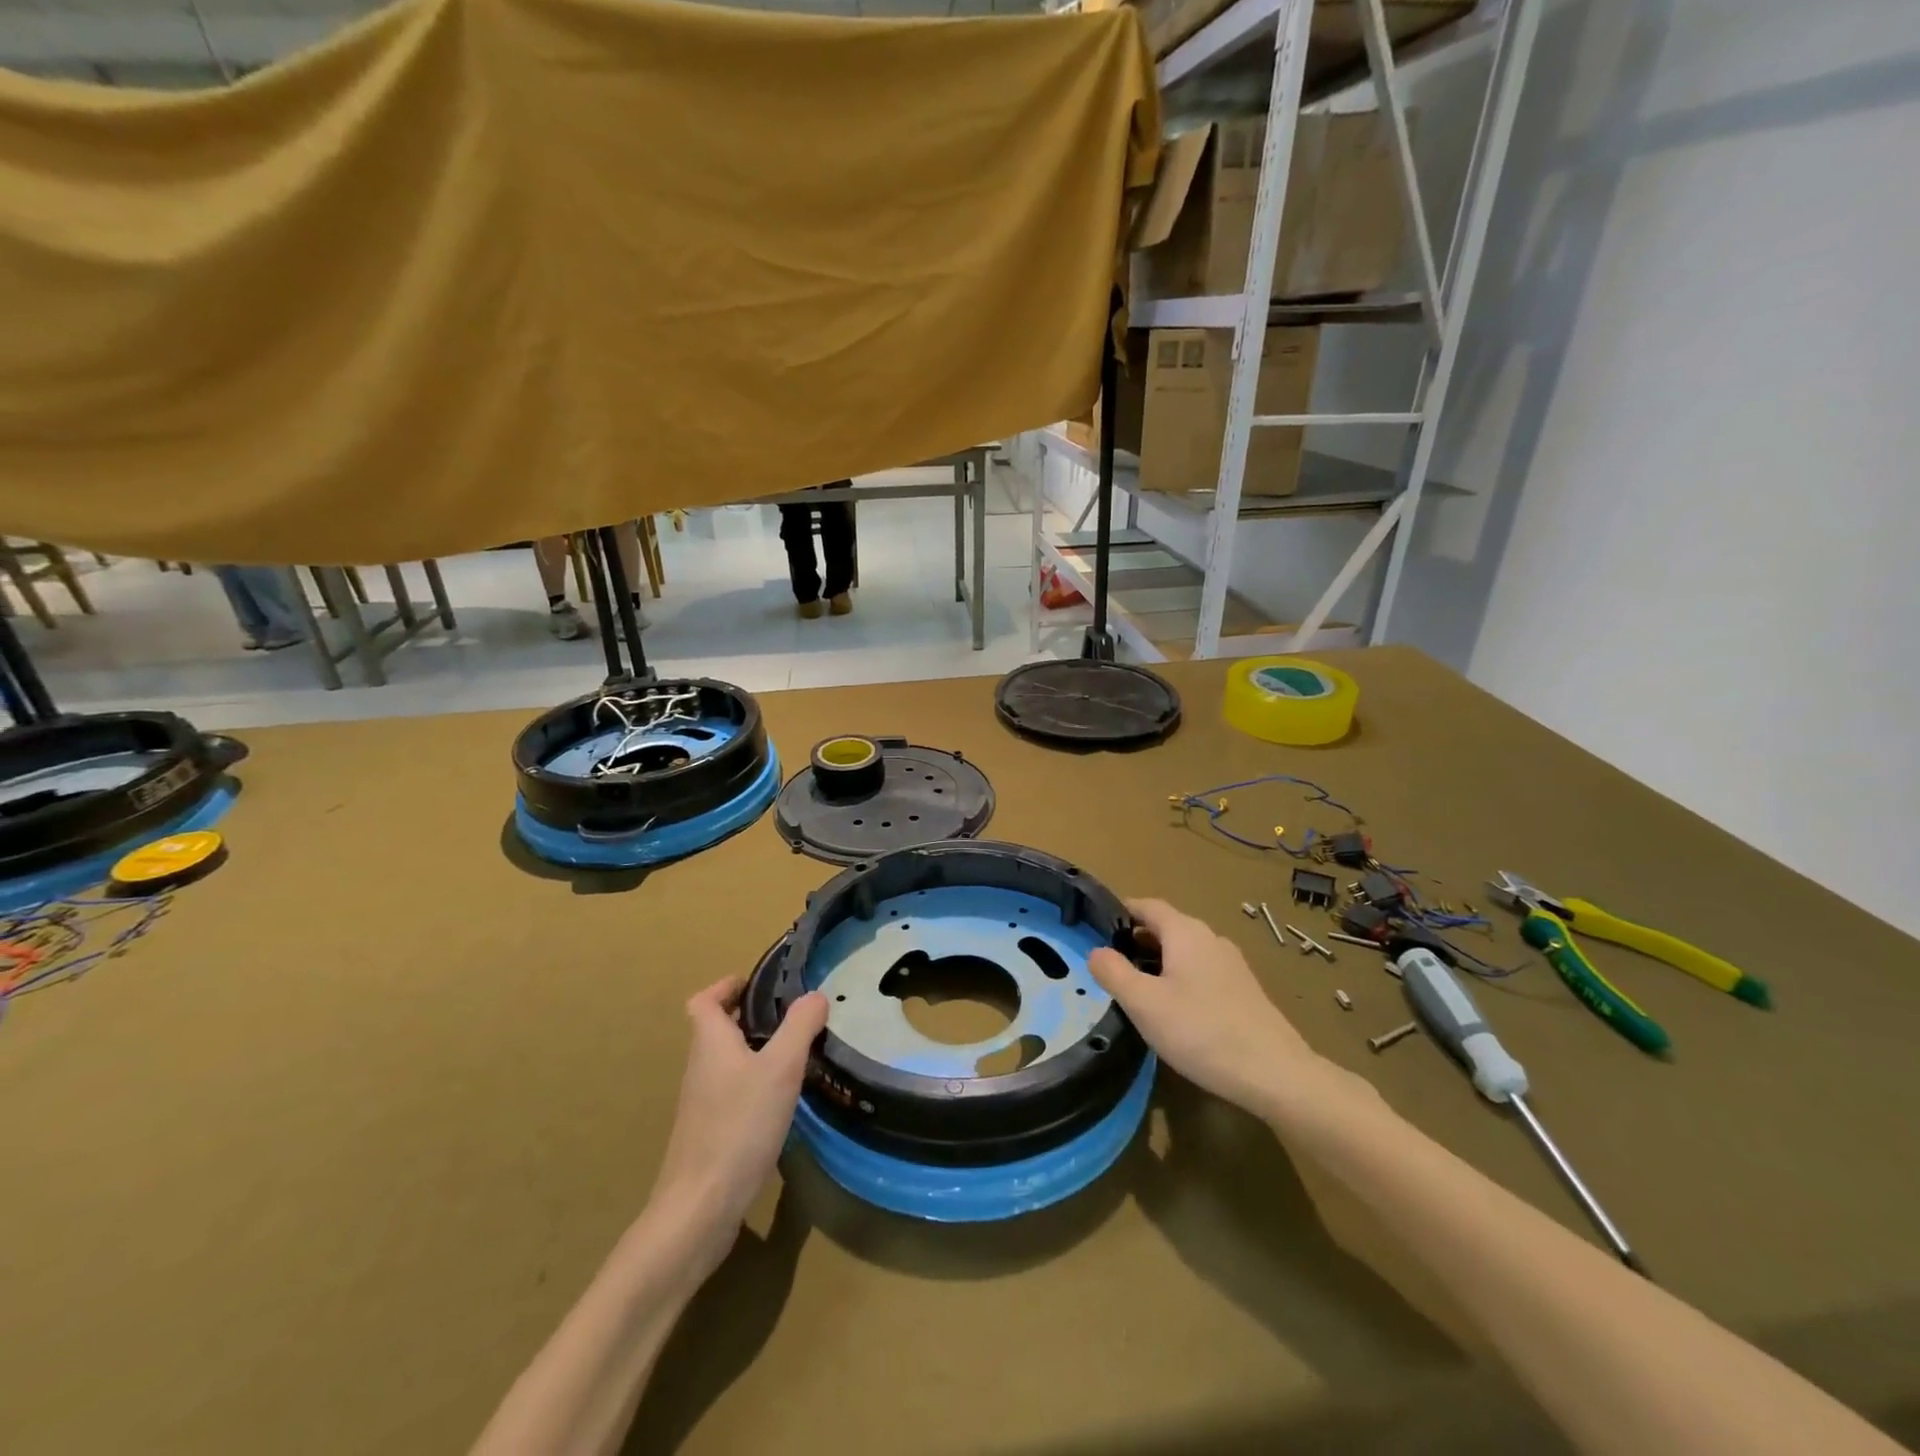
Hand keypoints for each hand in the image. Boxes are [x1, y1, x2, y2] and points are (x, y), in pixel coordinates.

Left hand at [648, 977, 827, 1277]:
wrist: (700, 1208)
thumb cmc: (739, 1125)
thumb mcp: (780, 1068)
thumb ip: (800, 1026)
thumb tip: (815, 995)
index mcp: (710, 1043)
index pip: (704, 1001)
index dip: (726, 986)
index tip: (757, 984)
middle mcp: (701, 1068)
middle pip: (717, 1030)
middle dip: (750, 1017)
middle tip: (791, 1015)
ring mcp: (702, 1104)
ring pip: (727, 1062)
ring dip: (755, 1050)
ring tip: (795, 1053)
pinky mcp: (710, 1134)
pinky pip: (732, 1092)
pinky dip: (755, 1084)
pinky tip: (783, 1101)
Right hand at [1089, 898, 1319, 1115]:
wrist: (1275, 1074)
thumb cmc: (1201, 1031)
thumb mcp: (1144, 1003)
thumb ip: (1114, 973)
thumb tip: (1096, 951)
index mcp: (1185, 932)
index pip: (1148, 905)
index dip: (1122, 911)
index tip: (1098, 927)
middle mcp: (1211, 939)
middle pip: (1167, 927)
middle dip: (1137, 939)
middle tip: (1110, 964)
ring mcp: (1232, 964)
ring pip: (1186, 951)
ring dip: (1158, 961)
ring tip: (1137, 989)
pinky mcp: (1244, 991)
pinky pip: (1202, 971)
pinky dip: (1180, 978)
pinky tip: (1174, 1011)